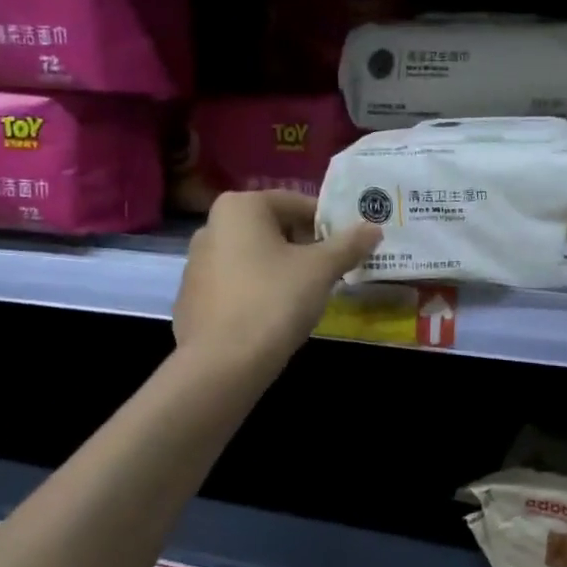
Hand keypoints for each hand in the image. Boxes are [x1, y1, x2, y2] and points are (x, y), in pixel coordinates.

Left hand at [174, 191, 379, 372]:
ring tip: (308, 294)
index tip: (350, 245)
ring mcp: (197, 263)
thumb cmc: (274, 300)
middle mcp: (212, 226)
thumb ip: (348, 244)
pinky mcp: (193, 297)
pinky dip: (259, 289)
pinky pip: (237, 283)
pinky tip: (276, 315)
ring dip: (283, 268)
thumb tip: (374, 228)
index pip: (296, 203)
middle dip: (306, 246)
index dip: (328, 223)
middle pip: (274, 228)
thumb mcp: (321, 269)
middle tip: (333, 269)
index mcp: (240, 207)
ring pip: (255, 256)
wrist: (222, 364)